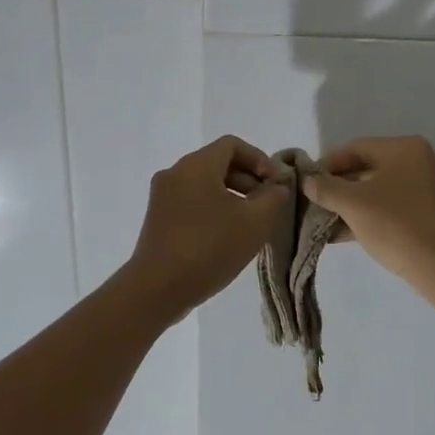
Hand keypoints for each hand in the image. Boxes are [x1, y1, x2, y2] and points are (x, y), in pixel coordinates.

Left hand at [125, 136, 289, 312]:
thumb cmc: (210, 248)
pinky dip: (213, 207)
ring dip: (232, 195)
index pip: (233, 145)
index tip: (275, 184)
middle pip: (218, 162)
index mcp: (197, 165)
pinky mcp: (157, 217)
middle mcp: (175, 172)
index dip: (260, 159)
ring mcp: (162, 195)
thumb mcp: (255, 222)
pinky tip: (227, 234)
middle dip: (248, 179)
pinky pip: (191, 200)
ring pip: (204, 183)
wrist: (158, 289)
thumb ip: (273, 197)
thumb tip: (277, 186)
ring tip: (251, 222)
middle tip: (268, 204)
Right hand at [303, 136, 434, 285]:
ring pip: (382, 191)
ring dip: (354, 205)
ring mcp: (433, 189)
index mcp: (406, 148)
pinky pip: (396, 208)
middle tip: (316, 202)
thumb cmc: (396, 224)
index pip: (357, 148)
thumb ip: (326, 188)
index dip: (328, 163)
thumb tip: (308, 180)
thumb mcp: (353, 204)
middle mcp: (423, 162)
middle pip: (370, 168)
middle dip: (341, 187)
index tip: (309, 181)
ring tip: (326, 222)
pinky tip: (346, 234)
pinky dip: (373, 216)